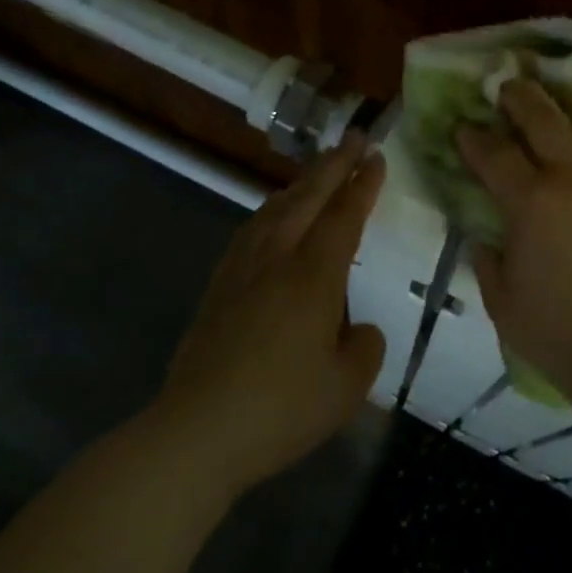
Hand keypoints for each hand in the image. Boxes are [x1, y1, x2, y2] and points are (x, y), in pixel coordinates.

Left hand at [153, 136, 386, 495]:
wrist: (195, 434)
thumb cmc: (280, 409)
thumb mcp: (346, 387)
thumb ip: (365, 349)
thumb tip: (359, 329)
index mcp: (314, 276)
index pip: (344, 216)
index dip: (363, 184)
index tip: (376, 156)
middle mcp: (278, 259)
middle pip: (308, 198)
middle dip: (334, 165)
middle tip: (353, 138)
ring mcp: (242, 270)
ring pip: (275, 208)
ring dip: (302, 183)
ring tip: (318, 170)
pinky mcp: (218, 287)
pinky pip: (252, 229)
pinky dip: (272, 209)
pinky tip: (272, 216)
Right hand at [456, 79, 571, 402]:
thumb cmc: (561, 334)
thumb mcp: (502, 303)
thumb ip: (488, 260)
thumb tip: (485, 236)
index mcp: (531, 201)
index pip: (493, 153)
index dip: (473, 136)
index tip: (463, 127)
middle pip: (543, 116)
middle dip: (519, 96)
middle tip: (508, 87)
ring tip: (571, 125)